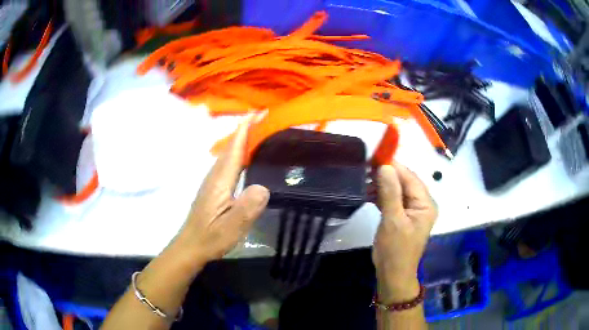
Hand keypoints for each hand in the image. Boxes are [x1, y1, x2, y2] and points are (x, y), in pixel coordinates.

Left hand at [175, 116, 269, 265]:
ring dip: (241, 140)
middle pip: (230, 147)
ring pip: (228, 154)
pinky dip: (237, 153)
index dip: (245, 130)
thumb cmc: (211, 238)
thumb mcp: (232, 228)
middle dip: (245, 130)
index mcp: (220, 181)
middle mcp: (214, 176)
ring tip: (259, 132)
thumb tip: (263, 187)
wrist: (190, 246)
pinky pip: (227, 163)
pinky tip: (245, 159)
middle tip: (264, 119)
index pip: (234, 149)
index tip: (259, 113)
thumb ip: (247, 208)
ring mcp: (212, 182)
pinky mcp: (213, 189)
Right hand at [372, 163, 436, 301]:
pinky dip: (381, 195)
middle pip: (404, 182)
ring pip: (397, 190)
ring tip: (364, 180)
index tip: (374, 157)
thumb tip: (385, 166)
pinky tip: (368, 192)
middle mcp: (421, 204)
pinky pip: (392, 199)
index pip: (410, 178)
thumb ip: (390, 193)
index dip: (394, 166)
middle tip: (365, 168)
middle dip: (386, 175)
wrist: (392, 274)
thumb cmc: (395, 250)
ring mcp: (411, 210)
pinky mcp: (402, 215)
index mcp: (425, 204)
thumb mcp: (393, 221)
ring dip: (382, 185)